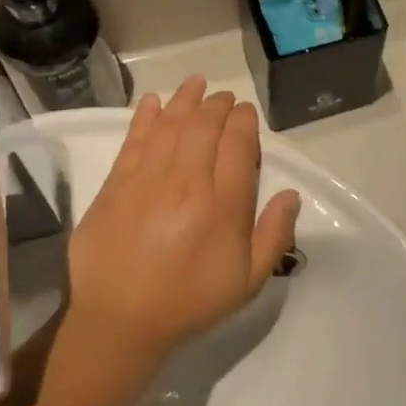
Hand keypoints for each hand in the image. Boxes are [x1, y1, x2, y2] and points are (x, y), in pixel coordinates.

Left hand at [65, 78, 300, 366]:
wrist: (120, 322)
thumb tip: (291, 194)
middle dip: (217, 105)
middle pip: (205, 127)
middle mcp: (187, 183)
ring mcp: (147, 180)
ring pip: (170, 125)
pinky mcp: (115, 185)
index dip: (244, 121)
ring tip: (196, 83)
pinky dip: (145, 117)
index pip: (238, 145)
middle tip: (224, 98)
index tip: (246, 112)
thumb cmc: (190, 301)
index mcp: (222, 206)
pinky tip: (153, 101)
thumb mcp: (248, 281)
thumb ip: (274, 235)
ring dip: (185, 99)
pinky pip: (133, 140)